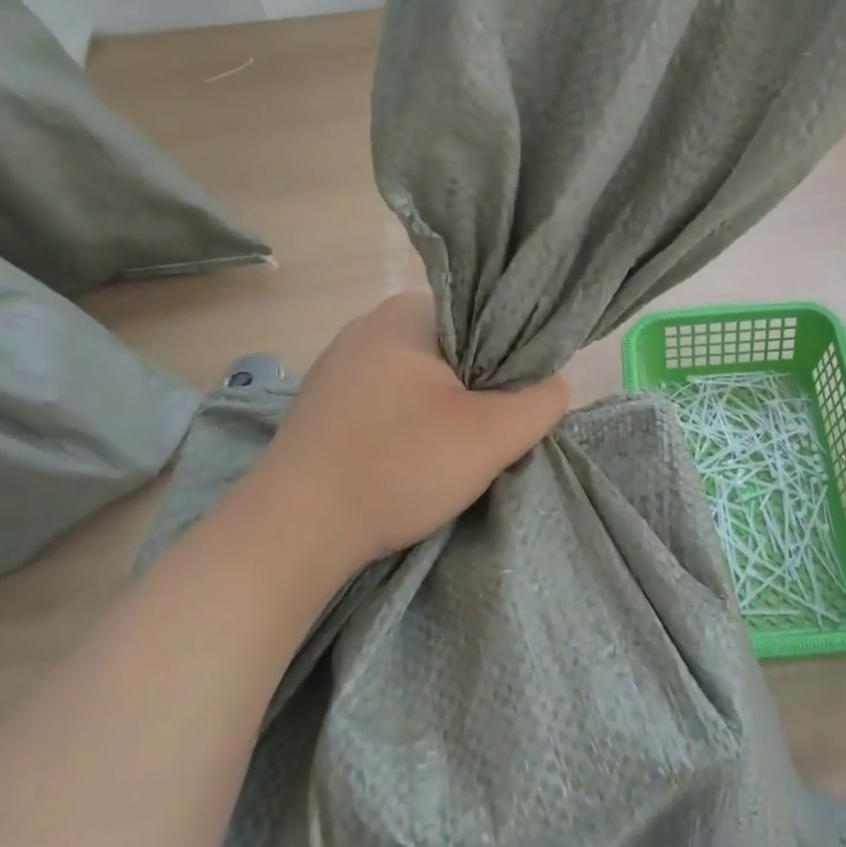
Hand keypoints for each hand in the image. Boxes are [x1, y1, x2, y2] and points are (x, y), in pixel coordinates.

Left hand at [251, 294, 569, 566]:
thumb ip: (540, 402)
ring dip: (447, 410)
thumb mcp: (491, 436)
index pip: (487, 317)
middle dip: (481, 388)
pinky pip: (389, 400)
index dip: (515, 359)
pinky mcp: (323, 404)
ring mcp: (339, 365)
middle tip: (494, 432)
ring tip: (455, 452)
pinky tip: (412, 459)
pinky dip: (411, 424)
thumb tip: (554, 385)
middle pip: (456, 349)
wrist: (291, 533)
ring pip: (423, 378)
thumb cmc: (397, 467)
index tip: (521, 401)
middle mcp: (369, 325)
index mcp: (407, 312)